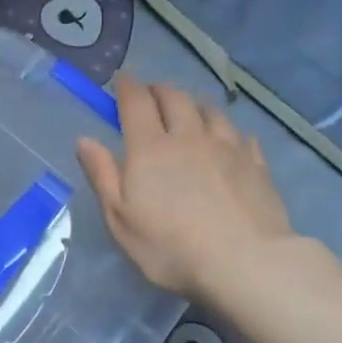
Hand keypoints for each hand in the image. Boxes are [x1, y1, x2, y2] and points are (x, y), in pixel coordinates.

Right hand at [75, 76, 292, 307]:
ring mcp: (227, 148)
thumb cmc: (169, 247)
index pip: (136, 103)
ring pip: (210, 111)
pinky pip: (240, 134)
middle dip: (159, 90)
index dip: (128, 87)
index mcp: (149, 149)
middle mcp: (188, 137)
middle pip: (175, 99)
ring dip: (194, 103)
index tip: (122, 79)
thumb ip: (102, 175)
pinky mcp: (256, 164)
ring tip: (189, 108)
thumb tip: (85, 140)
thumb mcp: (120, 218)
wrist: (244, 262)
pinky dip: (227, 129)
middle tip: (151, 92)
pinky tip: (228, 138)